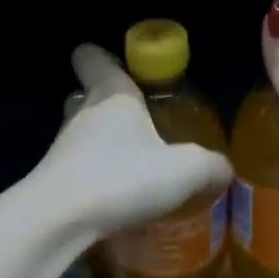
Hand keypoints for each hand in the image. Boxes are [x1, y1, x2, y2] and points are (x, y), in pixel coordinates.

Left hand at [33, 43, 232, 242]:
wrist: (59, 221)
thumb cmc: (121, 178)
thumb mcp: (183, 171)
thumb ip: (209, 166)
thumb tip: (224, 169)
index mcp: (111, 94)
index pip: (94, 58)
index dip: (102, 56)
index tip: (118, 63)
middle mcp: (82, 113)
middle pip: (86, 94)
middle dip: (106, 102)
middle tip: (137, 120)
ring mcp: (62, 148)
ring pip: (80, 133)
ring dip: (100, 143)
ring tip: (131, 163)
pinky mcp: (54, 181)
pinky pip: (77, 168)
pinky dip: (94, 176)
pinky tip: (115, 196)